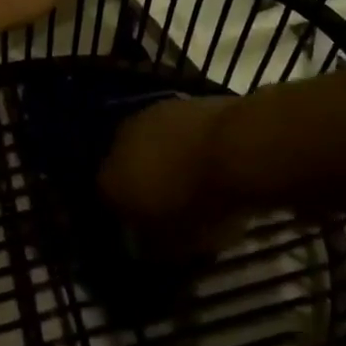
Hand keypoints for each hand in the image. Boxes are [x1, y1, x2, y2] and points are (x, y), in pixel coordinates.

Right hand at [99, 94, 250, 260]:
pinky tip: (203, 155)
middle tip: (168, 201)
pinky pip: (171, 128)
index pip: (108, 202)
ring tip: (189, 176)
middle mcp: (118, 142)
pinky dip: (180, 141)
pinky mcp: (175, 100)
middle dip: (141, 181)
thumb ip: (153, 245)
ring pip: (146, 142)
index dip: (127, 216)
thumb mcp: (177, 245)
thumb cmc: (202, 205)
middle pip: (124, 166)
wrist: (236, 148)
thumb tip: (144, 243)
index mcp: (110, 181)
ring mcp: (146, 115)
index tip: (147, 228)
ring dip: (160, 157)